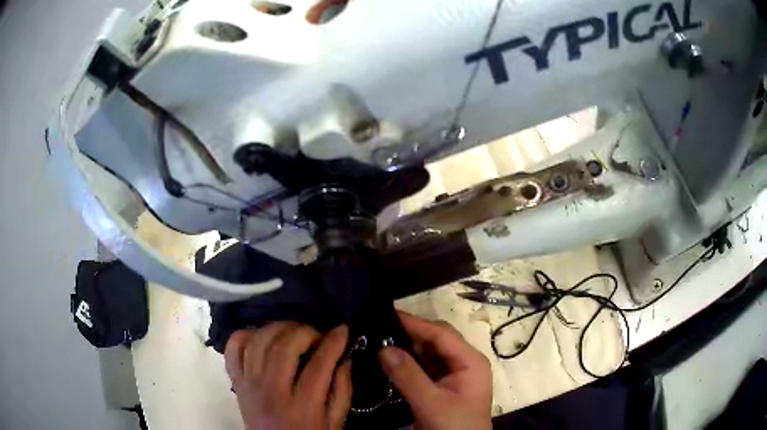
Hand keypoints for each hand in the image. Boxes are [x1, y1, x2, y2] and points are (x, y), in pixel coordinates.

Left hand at [225, 323, 351, 429]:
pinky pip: (233, 348)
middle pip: (283, 349)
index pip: (318, 366)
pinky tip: (263, 337)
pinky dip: (247, 335)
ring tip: (294, 333)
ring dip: (278, 328)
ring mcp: (248, 384)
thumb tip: (345, 357)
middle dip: (304, 332)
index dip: (333, 343)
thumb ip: (343, 390)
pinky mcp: (236, 381)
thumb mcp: (335, 421)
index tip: (343, 330)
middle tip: (317, 335)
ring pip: (258, 342)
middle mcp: (271, 393)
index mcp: (301, 408)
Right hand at [379, 312, 491, 429]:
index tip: (387, 313)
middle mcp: (463, 363)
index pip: (441, 334)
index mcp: (470, 361)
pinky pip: (422, 368)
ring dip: (405, 347)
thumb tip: (382, 347)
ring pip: (427, 353)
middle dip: (409, 333)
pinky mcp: (441, 387)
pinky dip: (406, 363)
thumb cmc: (453, 426)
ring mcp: (452, 375)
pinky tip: (387, 360)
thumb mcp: (432, 403)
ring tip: (378, 339)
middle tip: (378, 326)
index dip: (415, 323)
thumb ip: (408, 375)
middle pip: (435, 340)